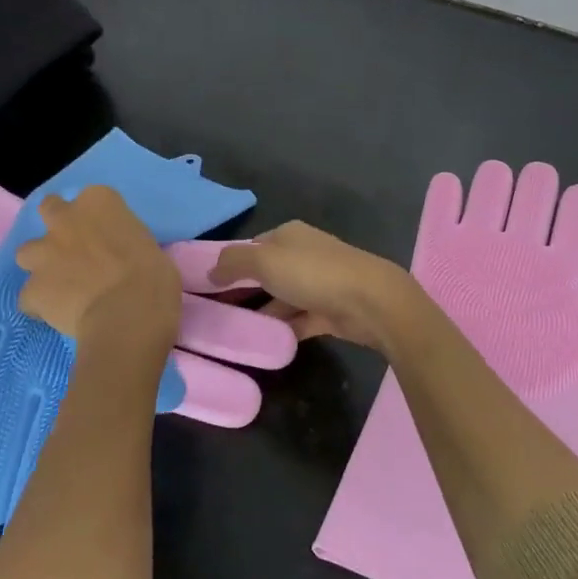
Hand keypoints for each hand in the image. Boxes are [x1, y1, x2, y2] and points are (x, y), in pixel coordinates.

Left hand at [16, 187, 181, 352]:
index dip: (99, 219)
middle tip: (76, 249)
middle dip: (59, 227)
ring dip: (41, 264)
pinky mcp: (32, 288)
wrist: (128, 314)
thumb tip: (121, 257)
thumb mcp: (149, 246)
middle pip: (51, 209)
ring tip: (61, 285)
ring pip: (28, 252)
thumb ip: (126, 243)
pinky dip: (40, 304)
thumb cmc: (153, 277)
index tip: (110, 236)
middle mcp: (65, 220)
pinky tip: (58, 315)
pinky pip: (29, 297)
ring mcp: (44, 253)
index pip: (94, 199)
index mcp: (99, 202)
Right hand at [210, 221, 419, 350]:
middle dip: (244, 290)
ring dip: (262, 313)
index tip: (207, 286)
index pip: (253, 246)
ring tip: (234, 332)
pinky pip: (299, 320)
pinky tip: (263, 343)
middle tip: (214, 312)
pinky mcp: (329, 311)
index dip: (231, 263)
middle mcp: (304, 255)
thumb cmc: (313, 273)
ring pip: (282, 298)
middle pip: (267, 273)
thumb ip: (233, 262)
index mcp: (289, 235)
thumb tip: (211, 270)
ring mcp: (319, 284)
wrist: (370, 301)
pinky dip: (283, 329)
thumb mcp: (264, 260)